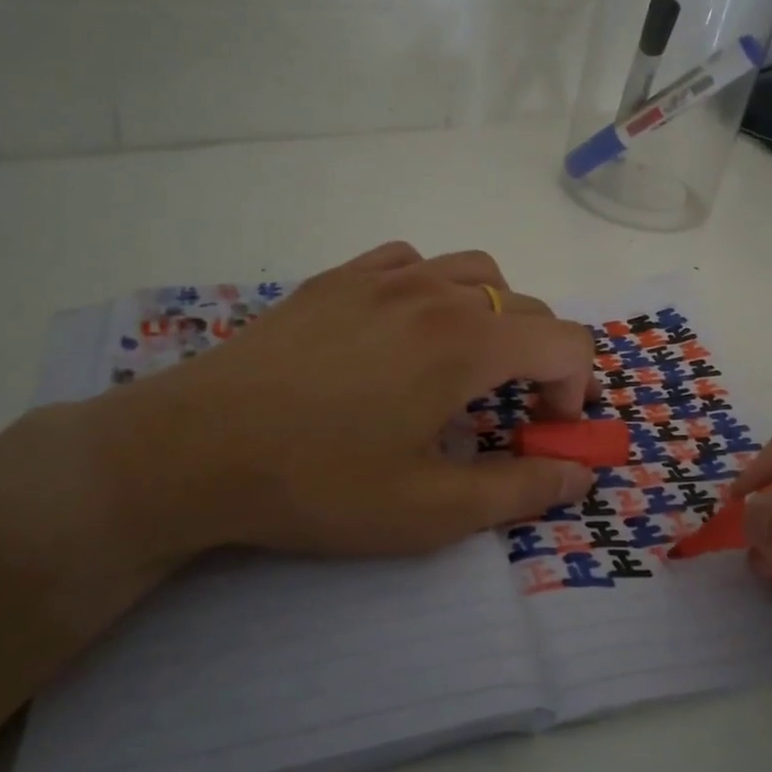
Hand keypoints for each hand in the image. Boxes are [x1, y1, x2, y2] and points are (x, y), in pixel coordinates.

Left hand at [70, 243, 596, 567]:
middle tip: (513, 413)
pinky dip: (436, 288)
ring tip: (467, 365)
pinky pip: (413, 261)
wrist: (193, 447)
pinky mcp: (337, 277)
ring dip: (496, 316)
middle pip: (528, 306)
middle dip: (542, 360)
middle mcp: (435, 292)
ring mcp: (382, 276)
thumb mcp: (430, 510)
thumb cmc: (318, 483)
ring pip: (475, 272)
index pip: (566, 341)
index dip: (575, 389)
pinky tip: (408, 328)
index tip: (547, 432)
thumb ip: (519, 491)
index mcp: (467, 342)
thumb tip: (579, 475)